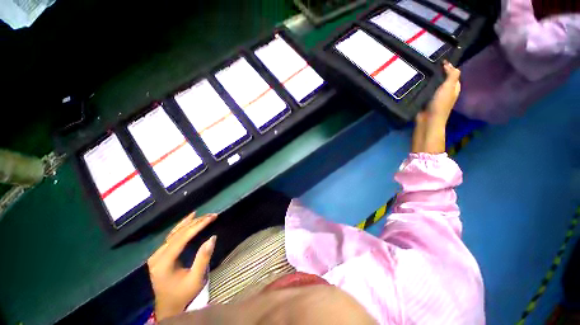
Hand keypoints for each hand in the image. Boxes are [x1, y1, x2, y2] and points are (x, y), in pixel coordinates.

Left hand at [147, 212, 217, 320]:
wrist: (168, 306)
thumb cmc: (183, 294)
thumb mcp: (196, 279)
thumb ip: (203, 258)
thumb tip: (213, 237)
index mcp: (164, 263)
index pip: (182, 238)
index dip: (197, 226)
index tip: (211, 218)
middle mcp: (157, 256)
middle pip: (178, 234)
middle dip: (196, 222)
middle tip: (212, 215)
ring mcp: (157, 254)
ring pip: (174, 233)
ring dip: (190, 223)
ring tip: (203, 214)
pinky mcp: (160, 254)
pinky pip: (172, 237)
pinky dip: (182, 227)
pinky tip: (189, 219)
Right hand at [412, 61, 460, 153]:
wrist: (427, 120)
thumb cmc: (440, 104)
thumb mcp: (449, 88)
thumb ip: (452, 75)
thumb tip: (448, 63)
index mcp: (453, 87)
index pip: (452, 73)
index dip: (447, 65)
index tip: (437, 58)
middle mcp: (444, 90)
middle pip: (441, 77)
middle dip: (435, 71)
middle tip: (426, 62)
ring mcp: (434, 95)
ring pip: (431, 83)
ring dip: (427, 78)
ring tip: (419, 69)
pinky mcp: (424, 99)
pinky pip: (423, 89)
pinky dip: (421, 85)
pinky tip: (415, 81)